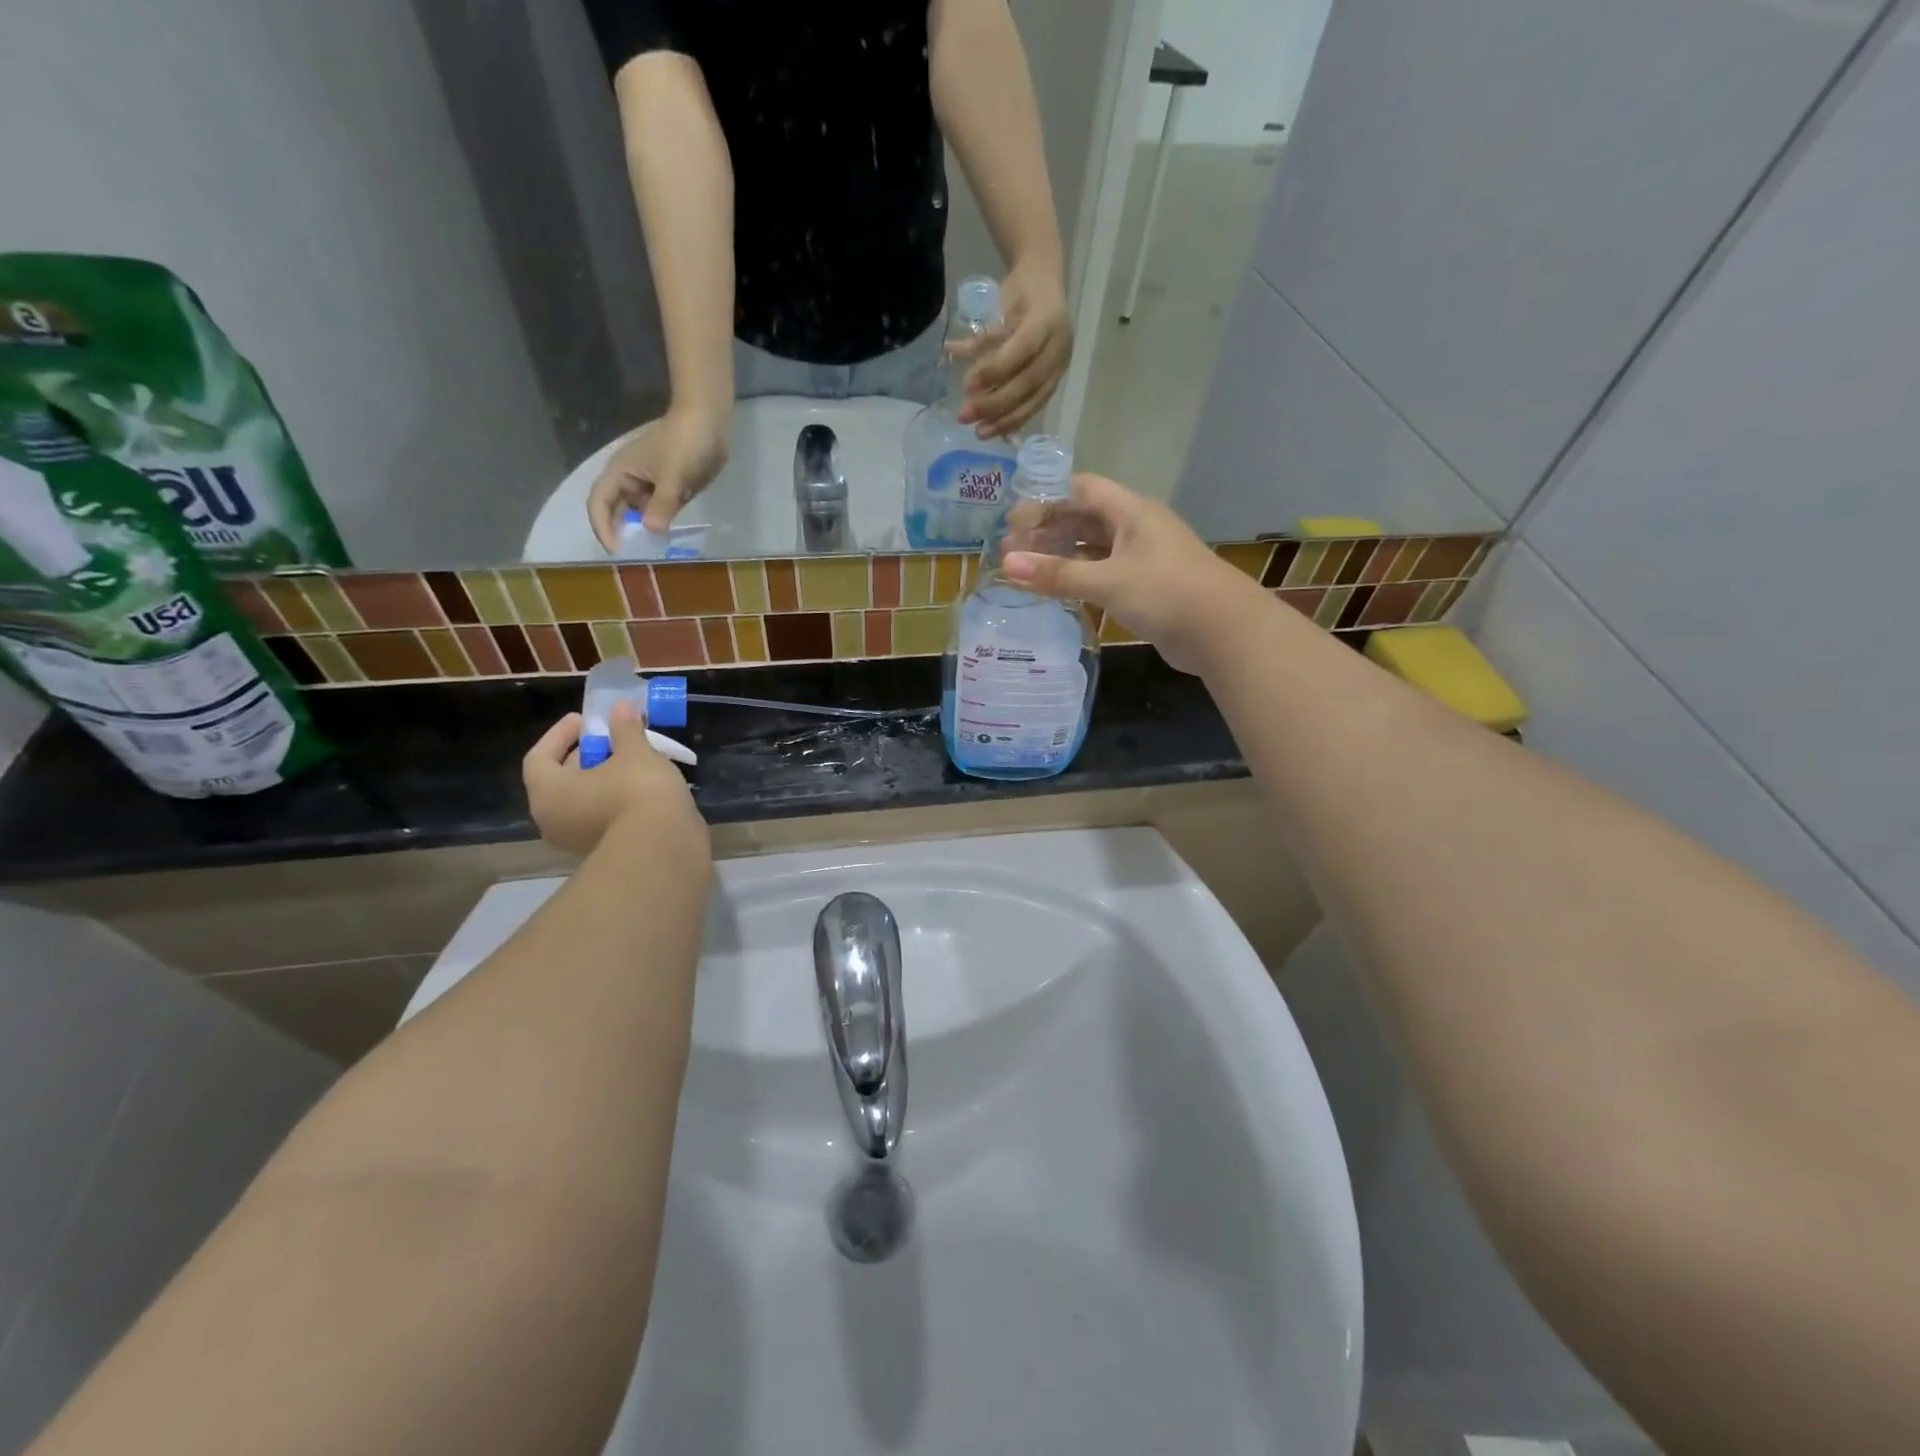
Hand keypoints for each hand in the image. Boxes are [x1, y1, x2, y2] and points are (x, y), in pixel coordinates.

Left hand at [523, 702, 706, 858]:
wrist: (664, 847)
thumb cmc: (637, 791)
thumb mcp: (634, 752)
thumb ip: (625, 728)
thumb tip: (622, 707)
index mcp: (549, 792)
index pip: (539, 757)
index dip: (561, 734)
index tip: (585, 720)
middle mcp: (555, 819)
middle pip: (562, 779)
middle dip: (586, 755)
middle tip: (611, 738)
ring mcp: (578, 840)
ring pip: (585, 800)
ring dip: (604, 778)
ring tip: (632, 760)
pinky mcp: (607, 851)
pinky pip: (604, 816)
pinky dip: (617, 798)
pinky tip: (643, 786)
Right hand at [587, 408, 729, 550]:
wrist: (709, 423)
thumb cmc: (685, 444)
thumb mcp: (673, 476)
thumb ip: (662, 504)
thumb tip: (651, 531)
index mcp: (621, 472)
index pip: (599, 503)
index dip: (603, 527)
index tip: (617, 550)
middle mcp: (630, 480)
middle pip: (618, 511)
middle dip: (623, 533)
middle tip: (634, 558)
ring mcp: (650, 485)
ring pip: (641, 514)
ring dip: (644, 531)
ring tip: (652, 553)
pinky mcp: (669, 489)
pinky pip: (660, 511)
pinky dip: (661, 524)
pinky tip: (668, 539)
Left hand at [959, 261, 1071, 438]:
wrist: (1048, 285)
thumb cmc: (1021, 293)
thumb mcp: (1001, 307)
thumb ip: (982, 336)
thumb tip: (949, 352)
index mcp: (1047, 321)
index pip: (1022, 350)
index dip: (995, 370)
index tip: (968, 386)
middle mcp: (1058, 346)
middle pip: (1028, 382)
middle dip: (995, 403)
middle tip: (965, 416)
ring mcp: (1060, 366)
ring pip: (1034, 399)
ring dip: (1005, 420)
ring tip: (980, 433)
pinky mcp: (1056, 380)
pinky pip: (1036, 405)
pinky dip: (1016, 419)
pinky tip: (998, 432)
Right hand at [1002, 473, 1263, 674]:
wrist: (1223, 632)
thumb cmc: (1166, 592)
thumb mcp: (1108, 581)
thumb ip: (1057, 574)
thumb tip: (1006, 564)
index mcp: (1132, 512)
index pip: (1082, 489)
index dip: (1047, 499)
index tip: (1014, 520)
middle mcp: (1136, 529)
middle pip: (1084, 519)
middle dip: (1048, 531)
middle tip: (1011, 551)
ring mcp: (1142, 559)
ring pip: (1093, 550)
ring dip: (1061, 558)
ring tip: (1025, 572)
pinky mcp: (1145, 588)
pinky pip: (1103, 575)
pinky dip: (1079, 580)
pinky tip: (1056, 592)